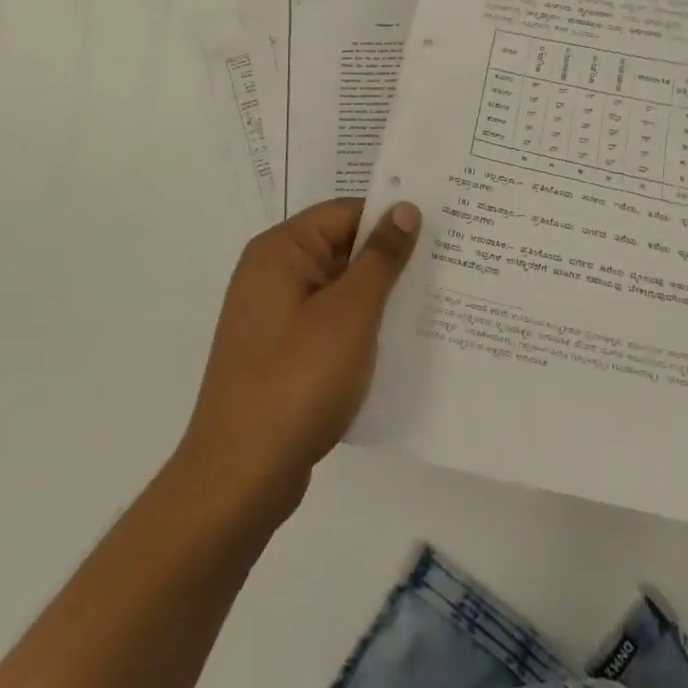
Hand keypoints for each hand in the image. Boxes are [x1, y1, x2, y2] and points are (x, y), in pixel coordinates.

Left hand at [177, 198, 421, 518]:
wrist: (239, 479)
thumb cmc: (297, 381)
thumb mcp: (351, 313)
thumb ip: (381, 257)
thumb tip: (404, 208)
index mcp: (281, 250)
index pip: (346, 212)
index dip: (391, 218)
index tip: (441, 231)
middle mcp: (271, 273)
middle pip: (341, 247)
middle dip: (389, 259)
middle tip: (448, 264)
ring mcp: (273, 316)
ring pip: (338, 288)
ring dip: (378, 296)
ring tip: (432, 302)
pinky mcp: (279, 352)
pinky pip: (328, 322)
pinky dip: (360, 326)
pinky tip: (396, 343)